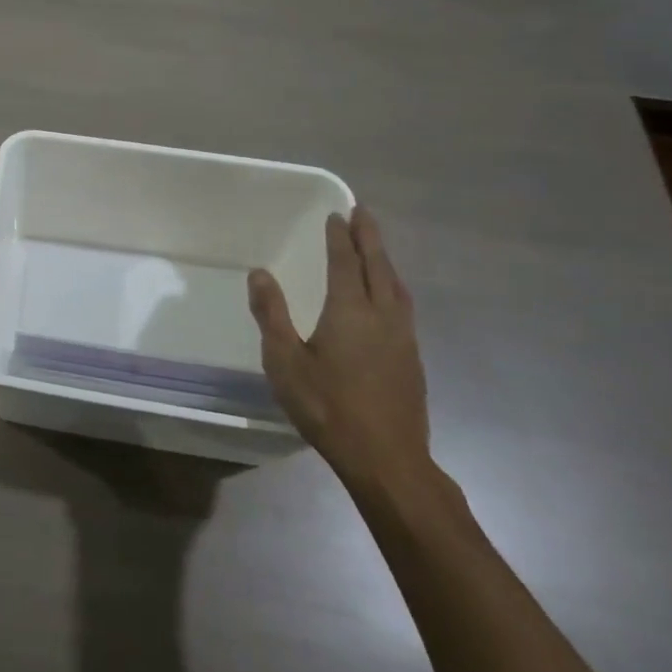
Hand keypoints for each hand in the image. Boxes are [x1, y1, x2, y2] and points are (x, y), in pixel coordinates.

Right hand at [248, 207, 432, 498]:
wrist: (387, 459)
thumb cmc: (328, 407)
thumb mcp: (285, 361)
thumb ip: (271, 314)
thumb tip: (259, 273)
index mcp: (350, 311)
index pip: (345, 262)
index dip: (340, 237)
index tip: (337, 214)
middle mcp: (382, 315)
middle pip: (378, 266)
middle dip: (370, 237)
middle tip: (362, 212)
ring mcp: (403, 337)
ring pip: (396, 285)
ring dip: (384, 260)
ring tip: (375, 246)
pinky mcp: (412, 358)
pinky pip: (403, 305)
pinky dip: (393, 285)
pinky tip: (388, 295)